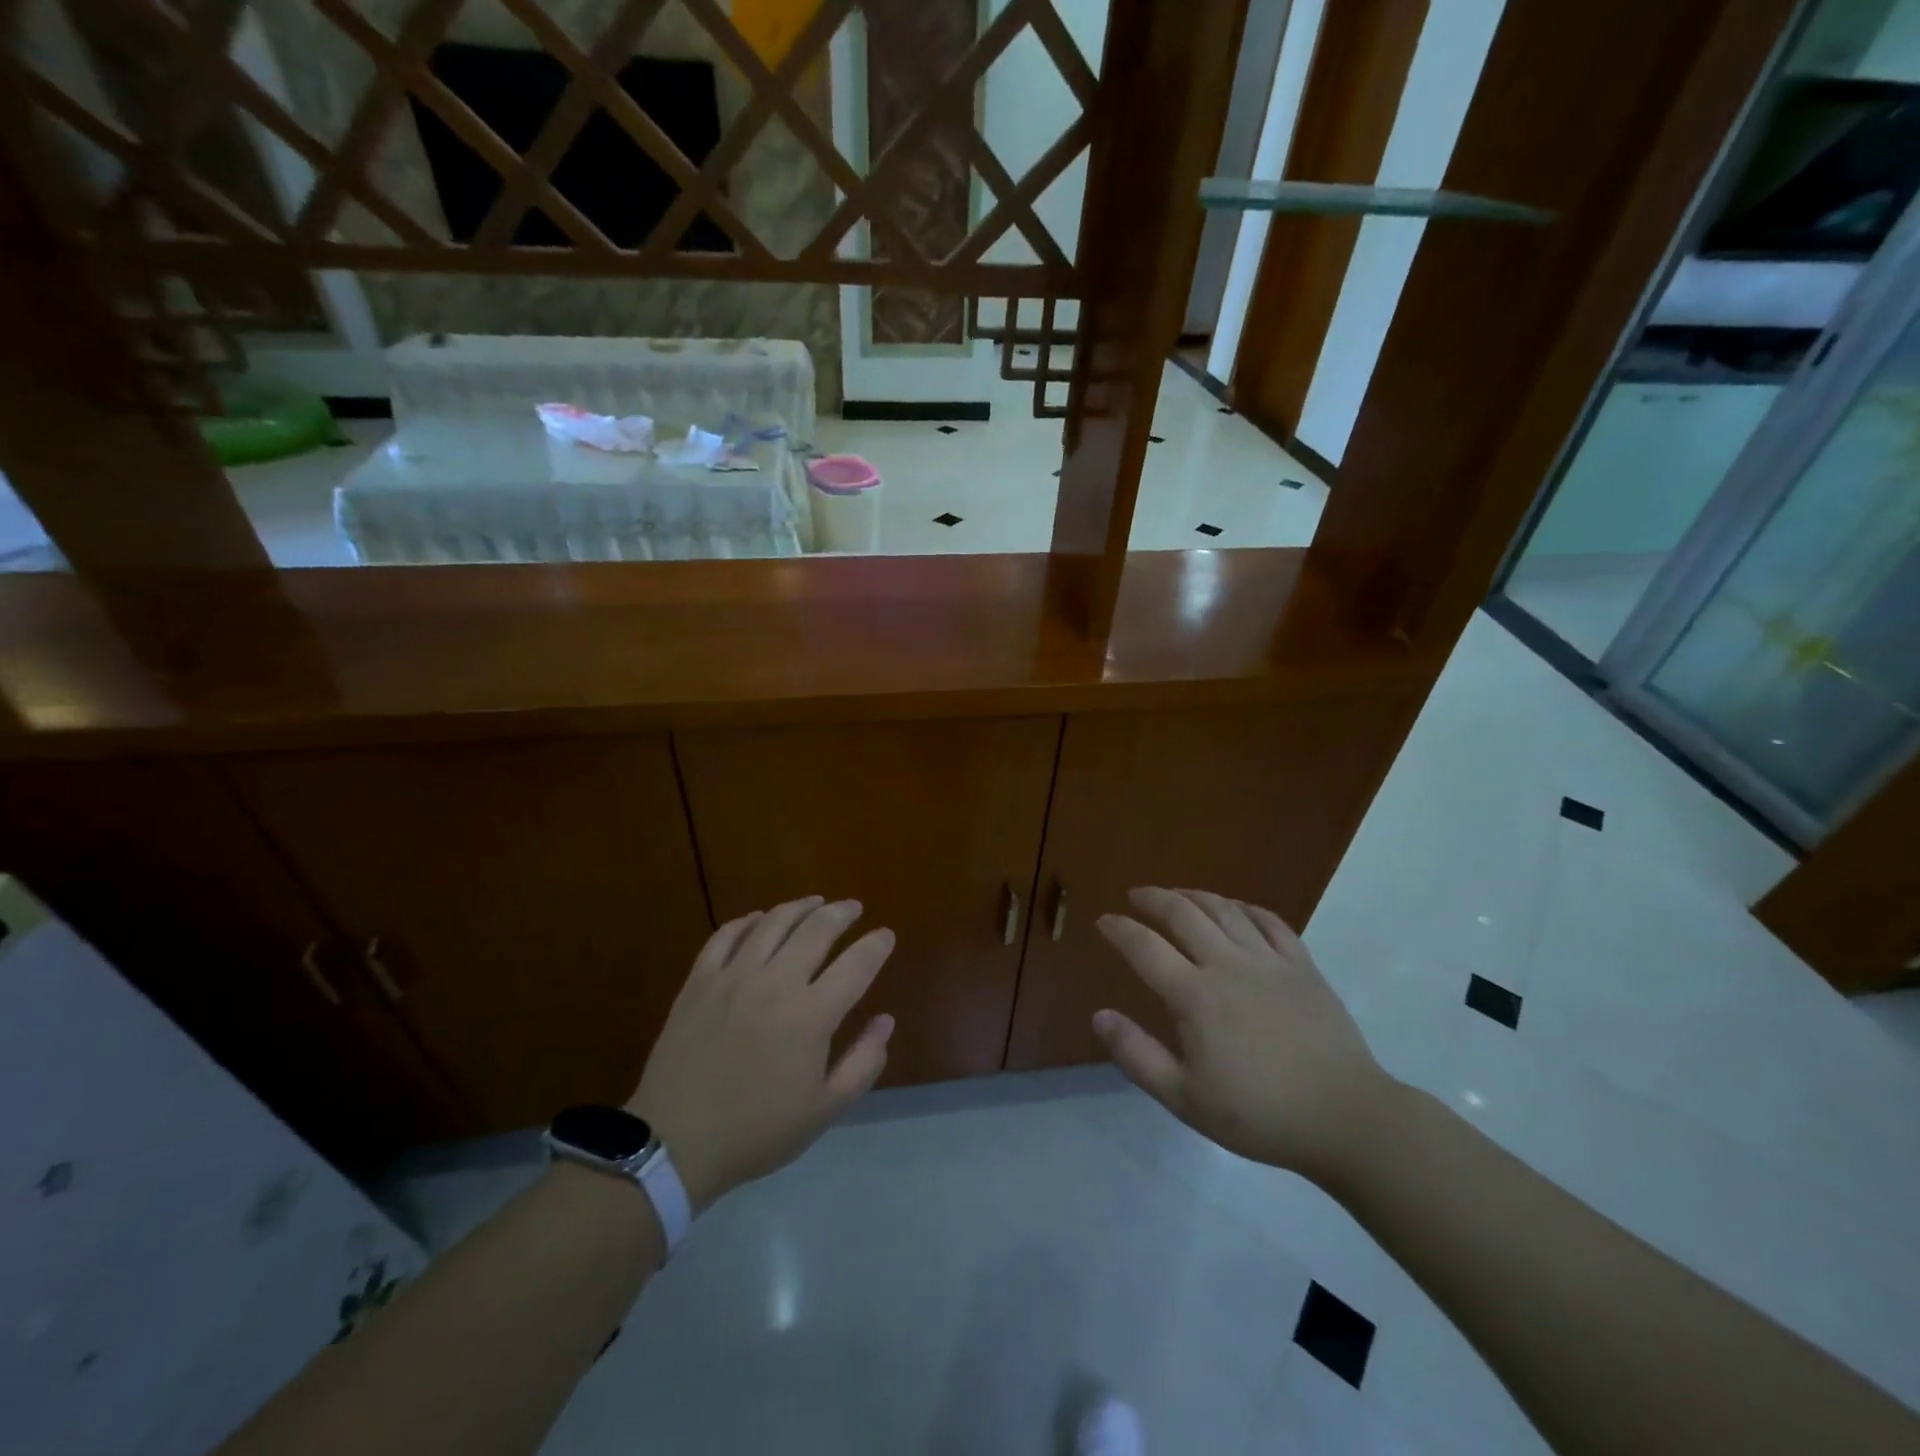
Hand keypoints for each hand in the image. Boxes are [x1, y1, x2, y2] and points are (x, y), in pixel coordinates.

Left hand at [627, 896, 894, 1211]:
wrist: (675, 1143)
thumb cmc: (757, 1131)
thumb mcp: (824, 1110)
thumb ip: (863, 1062)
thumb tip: (885, 1020)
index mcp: (811, 1016)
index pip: (856, 965)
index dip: (876, 945)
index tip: (886, 935)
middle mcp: (776, 983)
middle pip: (816, 930)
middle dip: (841, 913)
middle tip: (853, 907)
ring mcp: (733, 977)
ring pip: (773, 923)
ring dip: (800, 907)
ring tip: (815, 902)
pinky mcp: (699, 981)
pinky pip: (726, 935)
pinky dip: (748, 921)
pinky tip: (759, 919)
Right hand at [1093, 887, 1393, 1185]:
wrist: (1345, 1118)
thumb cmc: (1259, 1114)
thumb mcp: (1185, 1099)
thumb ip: (1137, 1055)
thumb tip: (1099, 1015)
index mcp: (1195, 996)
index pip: (1144, 947)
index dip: (1119, 929)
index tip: (1104, 921)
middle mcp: (1227, 965)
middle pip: (1182, 913)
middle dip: (1153, 899)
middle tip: (1135, 896)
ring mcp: (1269, 961)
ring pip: (1224, 909)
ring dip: (1194, 895)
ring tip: (1177, 894)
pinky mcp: (1302, 966)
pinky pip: (1269, 921)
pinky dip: (1245, 907)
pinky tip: (1235, 908)